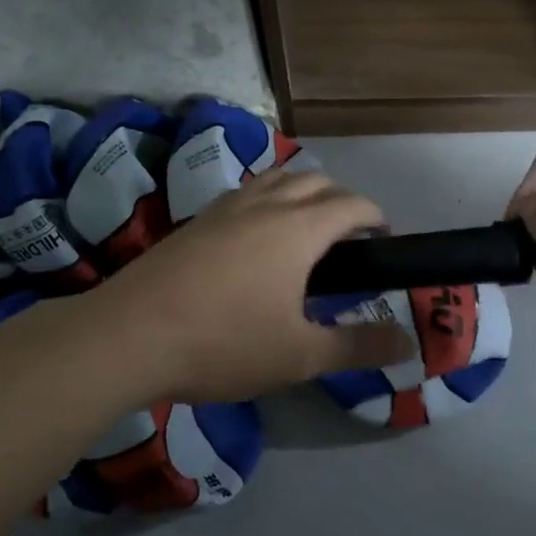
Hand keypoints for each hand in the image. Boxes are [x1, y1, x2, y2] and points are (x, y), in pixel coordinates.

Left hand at [86, 170, 415, 406]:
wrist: (129, 335)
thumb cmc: (224, 343)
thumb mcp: (299, 356)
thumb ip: (357, 347)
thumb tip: (407, 344)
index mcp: (299, 229)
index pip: (352, 204)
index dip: (375, 217)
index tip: (383, 240)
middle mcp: (266, 204)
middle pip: (316, 181)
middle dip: (341, 201)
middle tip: (348, 240)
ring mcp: (226, 207)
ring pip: (277, 179)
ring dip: (302, 193)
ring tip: (304, 230)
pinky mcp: (196, 219)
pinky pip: (246, 193)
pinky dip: (267, 200)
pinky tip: (254, 238)